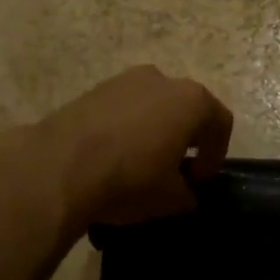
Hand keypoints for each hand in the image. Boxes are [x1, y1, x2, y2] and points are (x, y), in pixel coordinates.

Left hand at [33, 65, 234, 228]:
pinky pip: (123, 108)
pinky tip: (112, 157)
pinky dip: (126, 128)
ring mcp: (125, 80)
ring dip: (154, 131)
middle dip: (185, 139)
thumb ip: (188, 194)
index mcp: (192, 101)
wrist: (58, 167)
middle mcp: (163, 80)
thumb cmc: (129, 179)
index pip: (220, 123)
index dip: (215, 155)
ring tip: (140, 164)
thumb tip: (186, 193)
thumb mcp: (170, 199)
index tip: (199, 182)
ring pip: (152, 106)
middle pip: (186, 109)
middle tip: (174, 171)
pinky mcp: (94, 89)